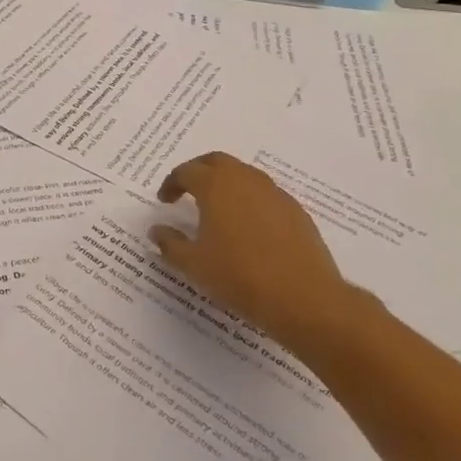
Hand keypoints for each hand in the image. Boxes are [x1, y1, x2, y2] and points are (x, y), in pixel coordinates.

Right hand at [149, 151, 362, 349]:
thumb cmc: (239, 277)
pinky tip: (247, 227)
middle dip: (198, 171)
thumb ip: (170, 243)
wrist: (304, 299)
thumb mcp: (194, 264)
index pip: (187, 172)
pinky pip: (265, 194)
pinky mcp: (296, 211)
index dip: (171, 183)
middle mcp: (245, 180)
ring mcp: (275, 193)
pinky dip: (249, 199)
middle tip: (187, 191)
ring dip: (226, 183)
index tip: (165, 200)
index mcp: (216, 186)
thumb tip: (156, 230)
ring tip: (217, 209)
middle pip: (216, 161)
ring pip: (244, 174)